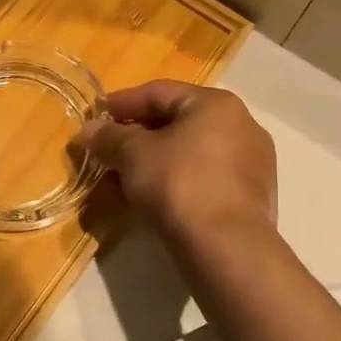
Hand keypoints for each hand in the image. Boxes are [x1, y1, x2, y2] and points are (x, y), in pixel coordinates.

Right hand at [79, 82, 276, 253]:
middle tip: (104, 155)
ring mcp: (249, 165)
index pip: (159, 92)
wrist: (226, 248)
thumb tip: (90, 130)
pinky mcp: (249, 199)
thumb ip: (109, 137)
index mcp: (216, 104)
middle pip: (174, 125)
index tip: (95, 117)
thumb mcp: (133, 155)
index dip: (122, 103)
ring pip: (186, 156)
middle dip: (134, 141)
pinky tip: (145, 203)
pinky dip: (171, 185)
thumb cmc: (178, 184)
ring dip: (149, 166)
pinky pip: (201, 180)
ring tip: (117, 186)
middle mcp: (240, 126)